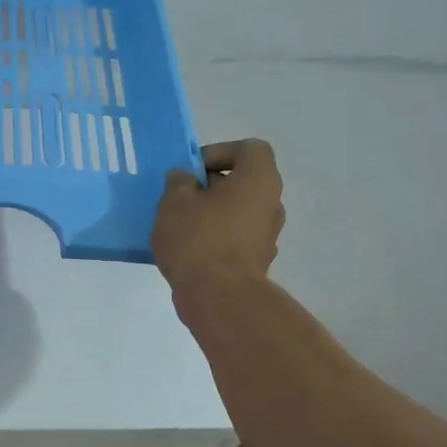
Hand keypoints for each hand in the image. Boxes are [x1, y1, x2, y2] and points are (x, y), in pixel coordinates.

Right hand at [151, 139, 284, 291]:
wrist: (218, 296)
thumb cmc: (198, 238)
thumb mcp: (175, 201)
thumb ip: (179, 182)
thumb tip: (185, 179)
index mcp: (259, 179)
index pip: (249, 149)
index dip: (219, 153)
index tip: (193, 172)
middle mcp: (271, 203)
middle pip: (243, 182)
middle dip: (211, 187)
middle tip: (180, 199)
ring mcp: (267, 236)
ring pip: (238, 212)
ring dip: (212, 214)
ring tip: (180, 227)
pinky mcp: (257, 262)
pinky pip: (234, 239)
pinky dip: (215, 239)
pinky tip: (189, 252)